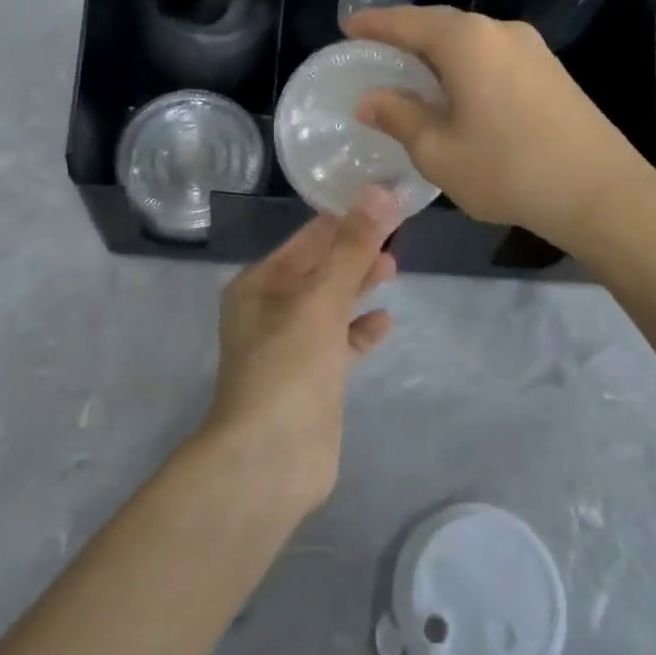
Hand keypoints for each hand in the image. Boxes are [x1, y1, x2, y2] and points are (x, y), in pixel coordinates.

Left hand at [202, 188, 402, 513]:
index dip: (342, 219)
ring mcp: (291, 347)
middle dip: (353, 251)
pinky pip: (340, 343)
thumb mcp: (320, 300)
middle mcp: (270, 311)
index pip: (305, 240)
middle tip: (396, 230)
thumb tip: (379, 193)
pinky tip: (386, 320)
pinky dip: (360, 330)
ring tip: (395, 266)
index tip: (380, 200)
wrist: (270, 461)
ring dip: (358, 286)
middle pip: (319, 270)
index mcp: (258, 285)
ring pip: (330, 305)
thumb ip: (351, 248)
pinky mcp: (312, 380)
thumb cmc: (288, 368)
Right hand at [344, 5, 655, 252]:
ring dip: (437, 51)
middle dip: (405, 34)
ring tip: (411, 71)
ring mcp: (531, 48)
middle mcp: (499, 31)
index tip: (347, 26)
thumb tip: (369, 98)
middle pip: (440, 24)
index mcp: (466, 41)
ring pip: (470, 40)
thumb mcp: (438, 150)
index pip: (407, 22)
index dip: (374, 24)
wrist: (600, 192)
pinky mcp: (551, 70)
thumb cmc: (508, 169)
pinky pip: (493, 55)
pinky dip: (465, 64)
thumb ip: (399, 117)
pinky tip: (457, 89)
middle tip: (375, 49)